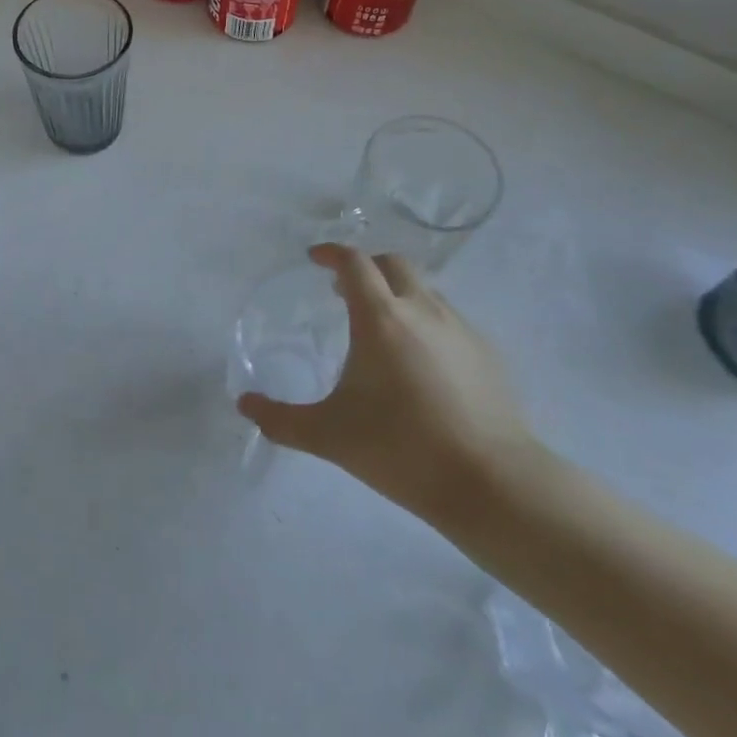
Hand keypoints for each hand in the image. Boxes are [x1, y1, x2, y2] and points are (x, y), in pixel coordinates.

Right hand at [237, 244, 541, 528]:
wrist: (492, 483)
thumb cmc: (402, 449)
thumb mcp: (329, 435)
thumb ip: (281, 420)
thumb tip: (244, 405)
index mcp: (381, 318)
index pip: (354, 263)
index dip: (331, 253)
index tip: (315, 258)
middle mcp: (422, 310)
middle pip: (392, 264)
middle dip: (365, 267)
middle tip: (343, 292)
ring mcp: (460, 329)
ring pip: (424, 290)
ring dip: (397, 293)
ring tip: (381, 328)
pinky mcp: (488, 353)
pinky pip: (449, 319)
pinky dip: (426, 322)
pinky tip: (421, 363)